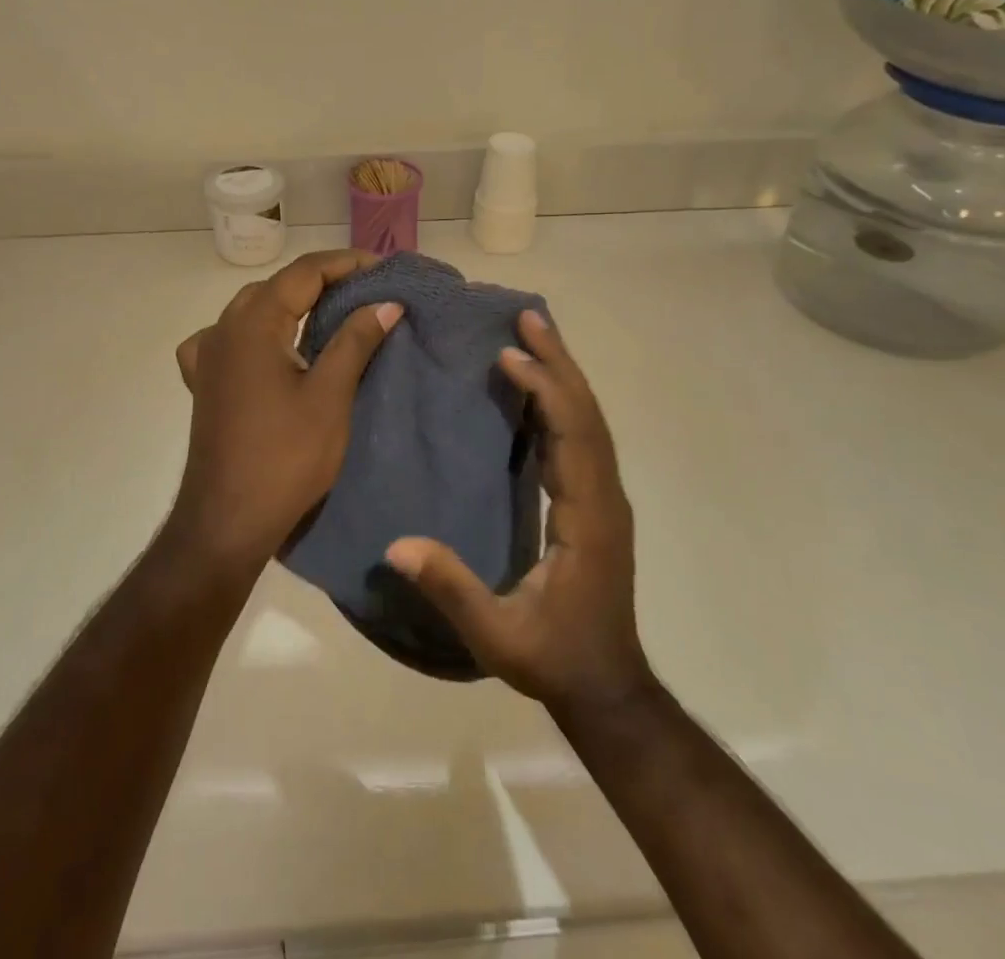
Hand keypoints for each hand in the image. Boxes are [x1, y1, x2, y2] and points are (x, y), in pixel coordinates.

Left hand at [168, 250, 401, 576]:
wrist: (227, 521)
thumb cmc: (285, 457)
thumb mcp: (330, 396)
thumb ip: (355, 341)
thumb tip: (386, 303)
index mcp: (253, 323)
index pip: (304, 272)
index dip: (346, 263)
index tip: (384, 268)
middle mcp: (224, 328)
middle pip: (278, 285)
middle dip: (323, 280)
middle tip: (367, 289)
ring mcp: (209, 356)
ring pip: (253, 308)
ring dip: (292, 302)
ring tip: (331, 310)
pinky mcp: (205, 383)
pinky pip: (229, 338)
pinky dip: (256, 330)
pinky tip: (268, 346)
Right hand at [385, 310, 655, 713]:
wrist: (607, 686)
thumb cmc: (555, 658)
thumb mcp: (498, 634)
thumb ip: (451, 589)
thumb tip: (397, 545)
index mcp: (588, 517)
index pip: (573, 437)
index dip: (546, 392)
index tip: (510, 357)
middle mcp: (603, 495)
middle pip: (587, 414)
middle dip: (559, 363)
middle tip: (530, 317)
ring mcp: (603, 497)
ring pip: (589, 420)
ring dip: (563, 375)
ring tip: (535, 334)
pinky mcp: (595, 501)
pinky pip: (581, 437)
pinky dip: (562, 401)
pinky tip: (537, 385)